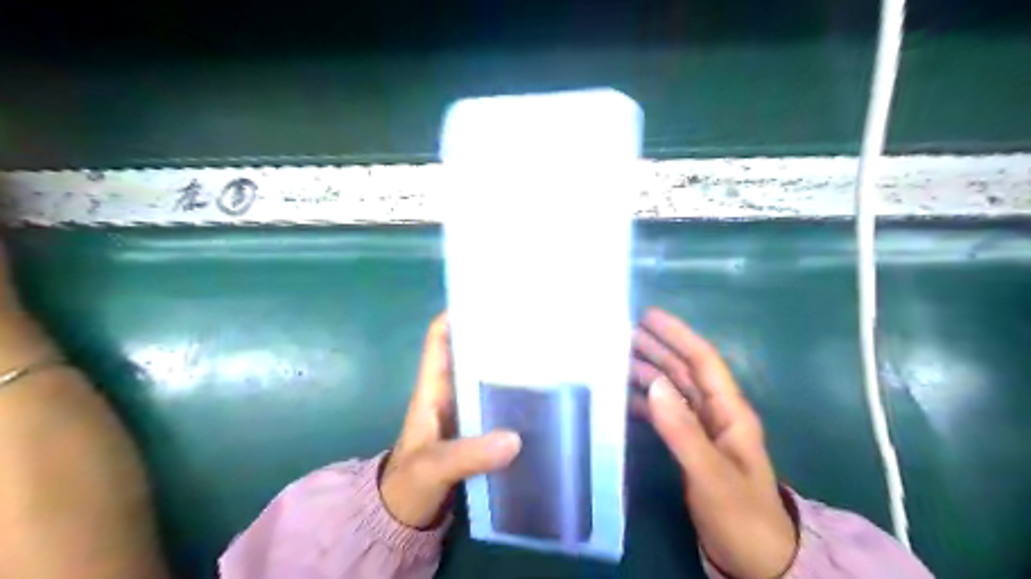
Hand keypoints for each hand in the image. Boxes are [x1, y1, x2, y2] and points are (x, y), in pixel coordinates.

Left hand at [379, 314, 522, 531]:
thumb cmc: (408, 486)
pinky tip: (540, 395)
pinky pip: (497, 404)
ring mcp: (464, 412)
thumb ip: (468, 454)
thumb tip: (515, 438)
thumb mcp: (433, 467)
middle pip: (469, 353)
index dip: (456, 315)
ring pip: (485, 377)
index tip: (487, 300)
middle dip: (493, 337)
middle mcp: (449, 393)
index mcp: (432, 390)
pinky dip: (514, 396)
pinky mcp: (477, 431)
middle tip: (531, 324)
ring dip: (507, 365)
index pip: (439, 340)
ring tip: (543, 353)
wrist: (404, 520)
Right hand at [633, 311, 798, 578]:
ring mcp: (702, 431)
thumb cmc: (740, 514)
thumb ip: (683, 430)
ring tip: (616, 358)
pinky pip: (665, 415)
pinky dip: (645, 402)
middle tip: (623, 332)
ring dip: (648, 372)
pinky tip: (623, 397)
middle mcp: (716, 414)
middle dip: (657, 348)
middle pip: (684, 371)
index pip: (702, 361)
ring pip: (672, 391)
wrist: (755, 559)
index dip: (678, 335)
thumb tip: (653, 382)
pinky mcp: (690, 447)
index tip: (649, 316)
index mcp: (730, 412)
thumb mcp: (711, 473)